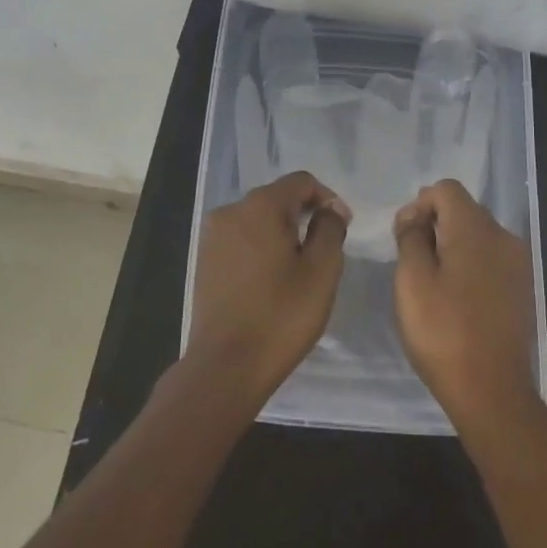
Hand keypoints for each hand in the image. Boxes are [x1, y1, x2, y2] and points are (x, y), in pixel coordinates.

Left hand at [185, 171, 350, 406]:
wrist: (226, 366)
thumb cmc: (281, 315)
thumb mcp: (322, 271)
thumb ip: (330, 229)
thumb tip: (329, 209)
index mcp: (260, 206)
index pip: (301, 181)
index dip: (327, 198)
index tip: (342, 227)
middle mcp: (231, 211)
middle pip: (277, 198)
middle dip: (304, 216)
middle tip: (324, 250)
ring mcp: (212, 236)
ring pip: (257, 220)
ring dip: (282, 233)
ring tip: (299, 268)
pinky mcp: (204, 260)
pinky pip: (241, 240)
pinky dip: (260, 248)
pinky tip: (271, 280)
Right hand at [394, 179, 538, 435]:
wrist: (493, 391)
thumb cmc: (444, 332)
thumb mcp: (412, 281)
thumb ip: (411, 238)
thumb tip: (415, 218)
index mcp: (476, 229)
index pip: (446, 189)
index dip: (418, 205)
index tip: (402, 237)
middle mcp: (504, 236)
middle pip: (463, 209)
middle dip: (433, 224)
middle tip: (410, 259)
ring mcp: (518, 263)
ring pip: (477, 235)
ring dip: (451, 245)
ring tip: (430, 281)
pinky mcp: (522, 288)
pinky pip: (490, 258)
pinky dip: (469, 264)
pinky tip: (455, 297)